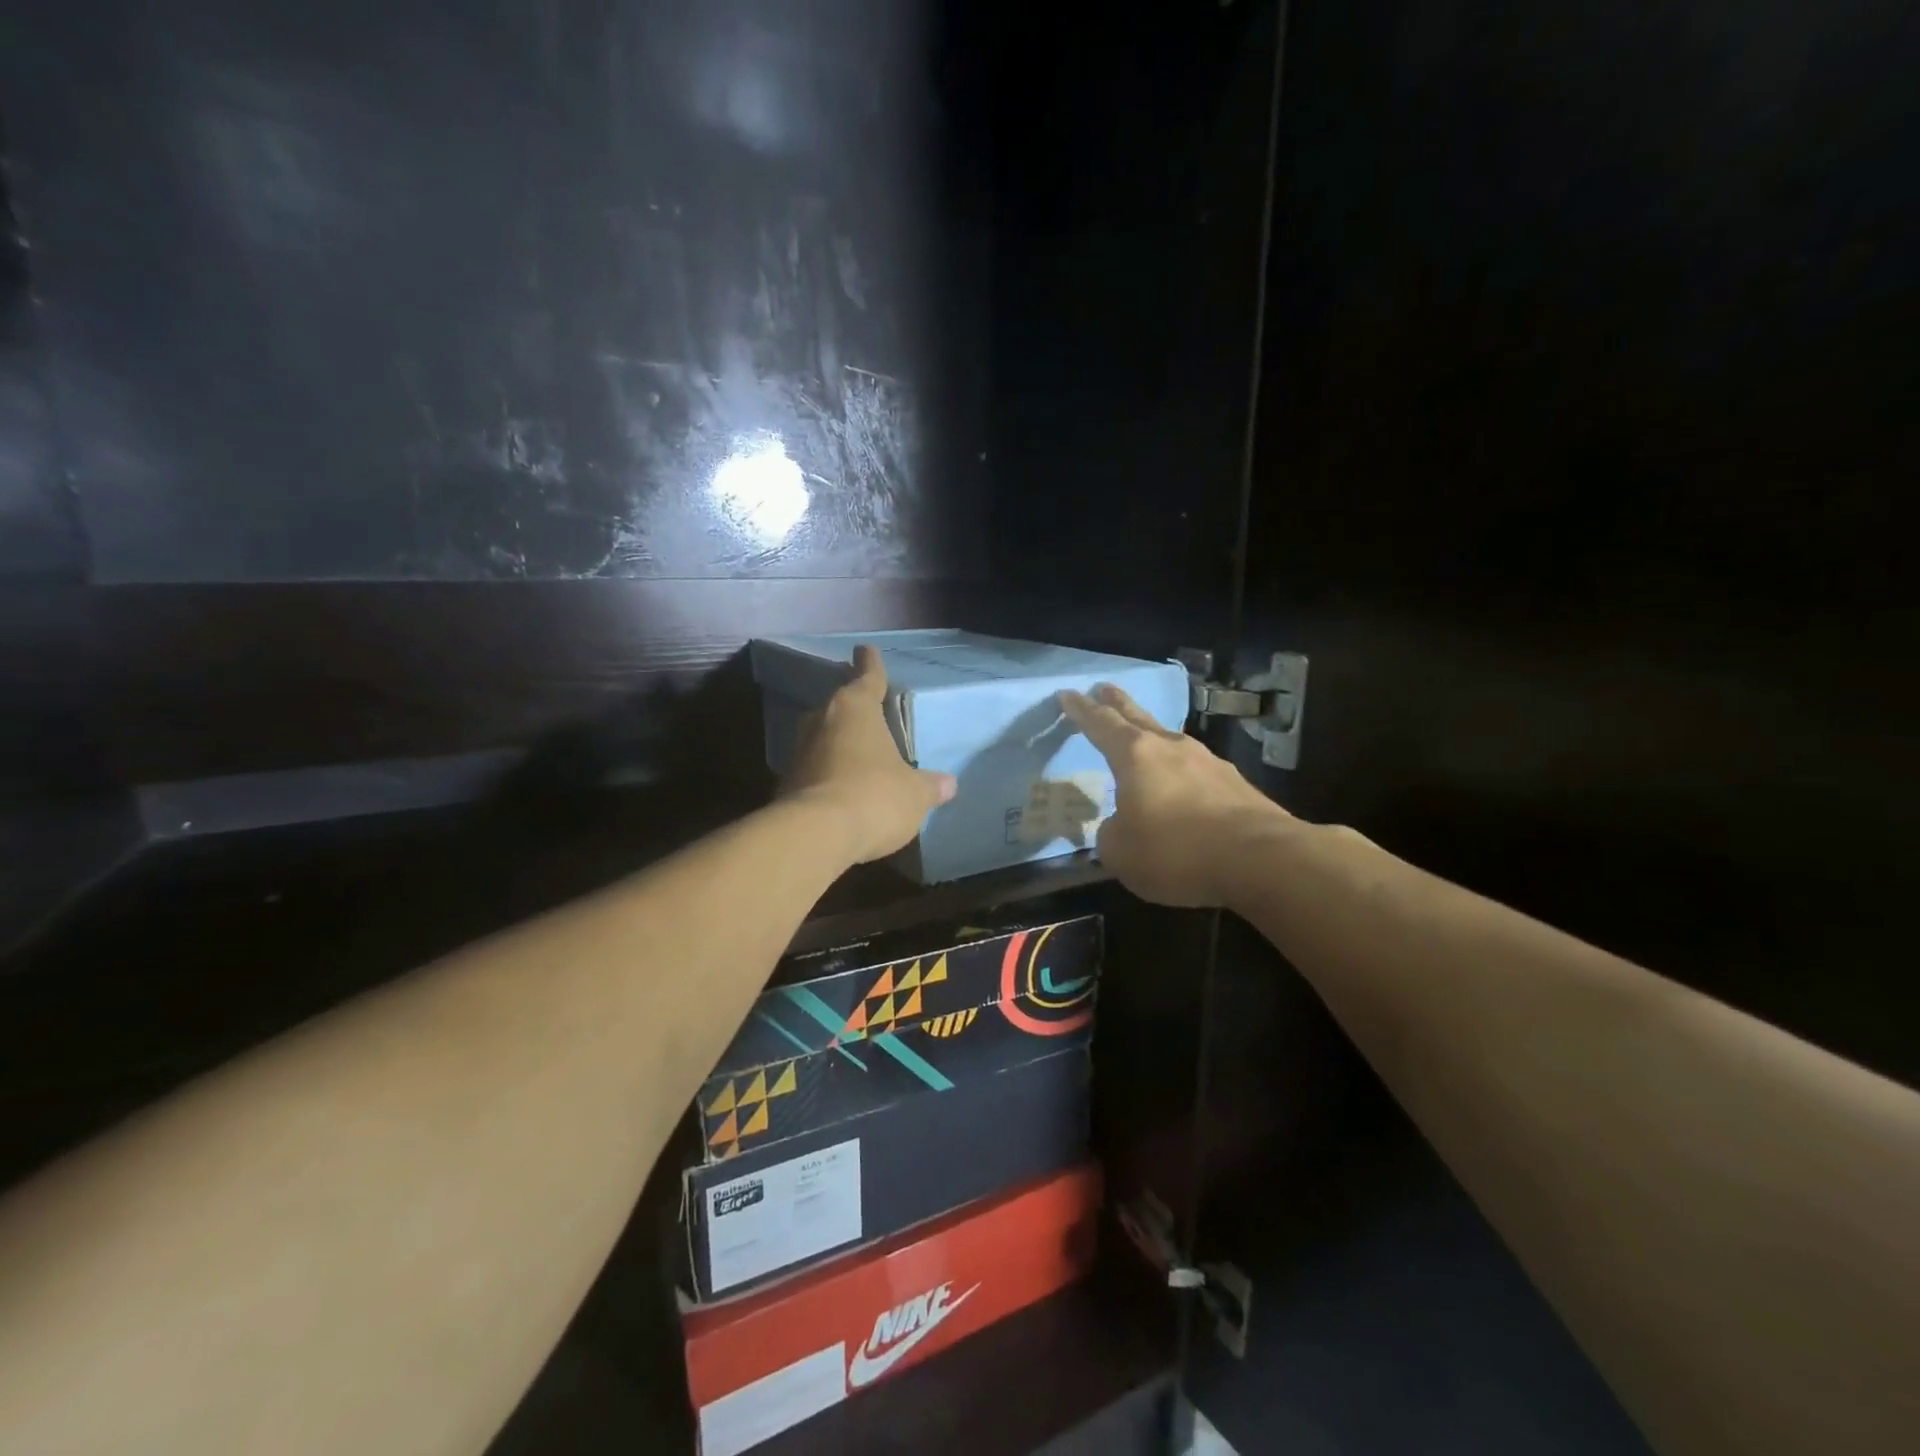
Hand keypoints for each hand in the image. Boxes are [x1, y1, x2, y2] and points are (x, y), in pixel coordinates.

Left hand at [783, 645, 957, 863]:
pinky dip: (827, 776)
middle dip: (853, 711)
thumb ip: (929, 786)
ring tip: (859, 759)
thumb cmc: (874, 796)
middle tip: (868, 713)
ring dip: (839, 746)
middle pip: (840, 707)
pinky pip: (814, 771)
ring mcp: (798, 752)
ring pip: (823, 739)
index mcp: (855, 709)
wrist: (815, 835)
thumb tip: (948, 784)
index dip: (870, 664)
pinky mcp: (786, 784)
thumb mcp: (914, 794)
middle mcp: (822, 721)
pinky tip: (842, 792)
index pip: (867, 677)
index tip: (865, 649)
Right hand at [1059, 682, 1294, 905]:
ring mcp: (1208, 762)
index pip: (1100, 723)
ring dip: (1152, 736)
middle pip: (1138, 716)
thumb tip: (1120, 826)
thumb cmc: (1176, 850)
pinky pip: (1196, 770)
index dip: (1081, 710)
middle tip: (1104, 688)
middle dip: (1117, 702)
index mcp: (1135, 755)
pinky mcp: (1235, 784)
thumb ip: (1111, 834)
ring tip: (1142, 739)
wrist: (1261, 859)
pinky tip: (1182, 787)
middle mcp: (1171, 748)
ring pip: (1170, 740)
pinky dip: (1181, 772)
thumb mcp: (1121, 852)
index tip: (1067, 694)